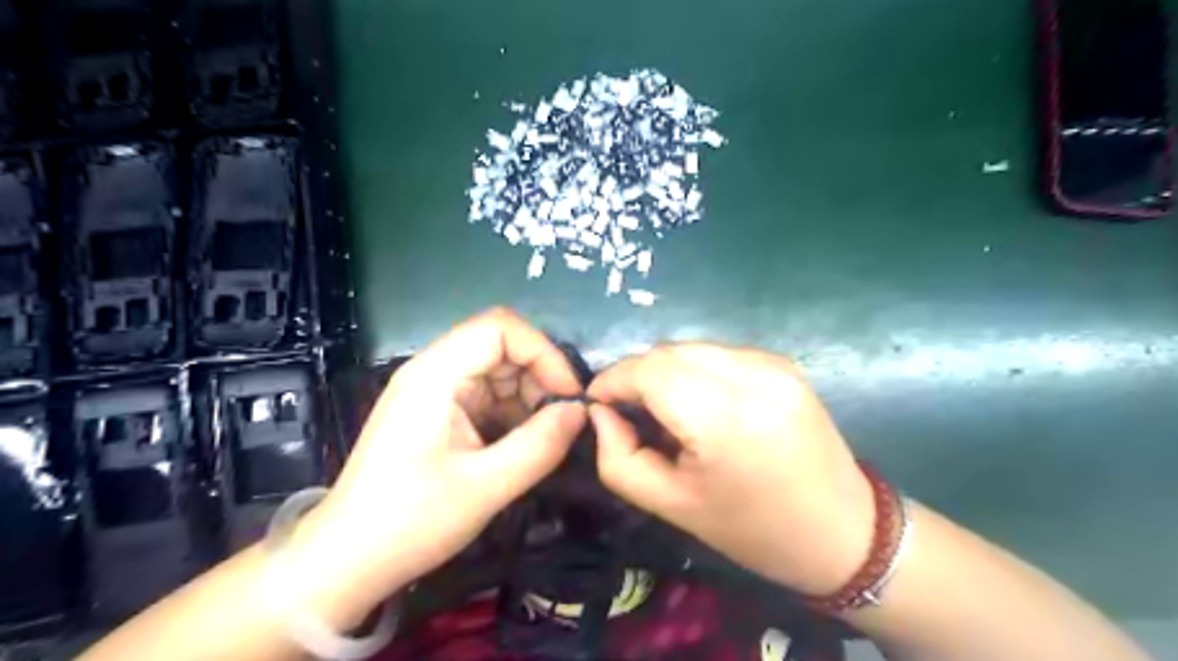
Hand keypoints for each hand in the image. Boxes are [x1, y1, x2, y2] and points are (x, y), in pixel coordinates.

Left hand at [293, 309, 586, 623]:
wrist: (348, 561)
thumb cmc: (411, 522)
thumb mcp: (486, 486)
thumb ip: (540, 444)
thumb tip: (580, 412)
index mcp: (435, 375)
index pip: (500, 328)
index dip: (543, 353)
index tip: (568, 395)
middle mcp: (433, 372)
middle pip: (500, 346)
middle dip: (539, 376)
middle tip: (562, 420)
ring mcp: (434, 392)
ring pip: (497, 371)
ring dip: (528, 397)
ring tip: (545, 436)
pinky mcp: (437, 413)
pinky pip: (486, 397)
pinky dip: (511, 413)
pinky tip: (523, 444)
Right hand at [589, 343, 872, 595]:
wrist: (843, 531)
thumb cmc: (752, 529)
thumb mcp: (671, 505)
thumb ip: (618, 457)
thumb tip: (600, 412)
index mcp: (721, 417)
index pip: (647, 370)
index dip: (613, 380)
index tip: (597, 403)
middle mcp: (749, 376)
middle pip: (667, 351)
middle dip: (637, 375)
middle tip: (629, 411)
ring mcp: (771, 363)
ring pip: (691, 348)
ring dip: (665, 371)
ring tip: (665, 410)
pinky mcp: (783, 362)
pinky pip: (719, 353)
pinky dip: (696, 370)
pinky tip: (702, 404)